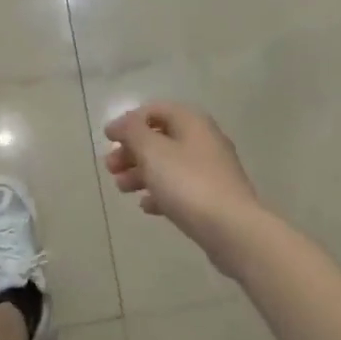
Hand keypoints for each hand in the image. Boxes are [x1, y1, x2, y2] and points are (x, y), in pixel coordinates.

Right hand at [103, 103, 262, 272]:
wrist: (232, 229)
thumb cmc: (188, 183)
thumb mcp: (152, 151)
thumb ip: (132, 132)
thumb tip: (120, 123)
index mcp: (192, 122)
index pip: (155, 110)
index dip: (129, 122)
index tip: (108, 139)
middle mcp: (204, 140)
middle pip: (160, 138)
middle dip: (132, 151)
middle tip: (110, 168)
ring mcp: (211, 170)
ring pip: (168, 164)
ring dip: (141, 172)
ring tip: (122, 188)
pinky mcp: (213, 197)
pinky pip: (180, 188)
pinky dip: (160, 192)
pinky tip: (146, 206)